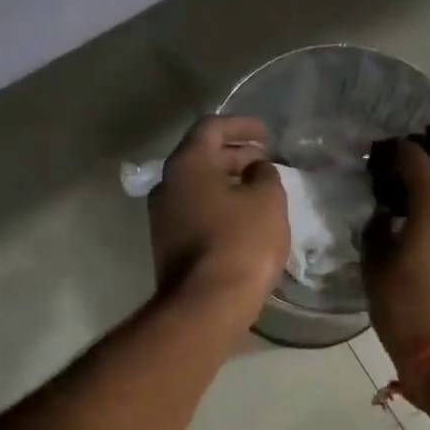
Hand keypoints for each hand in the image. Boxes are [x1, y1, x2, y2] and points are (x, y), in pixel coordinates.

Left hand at [148, 116, 288, 304]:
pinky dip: (218, 206)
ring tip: (257, 190)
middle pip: (201, 157)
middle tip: (264, 162)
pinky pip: (195, 212)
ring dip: (227, 183)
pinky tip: (242, 219)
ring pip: (197, 187)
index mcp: (187, 163)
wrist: (206, 304)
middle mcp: (166, 184)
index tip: (266, 134)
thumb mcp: (267, 200)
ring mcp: (162, 217)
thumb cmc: (241, 242)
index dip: (241, 126)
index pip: (211, 127)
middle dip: (235, 155)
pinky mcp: (167, 244)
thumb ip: (264, 174)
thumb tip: (255, 170)